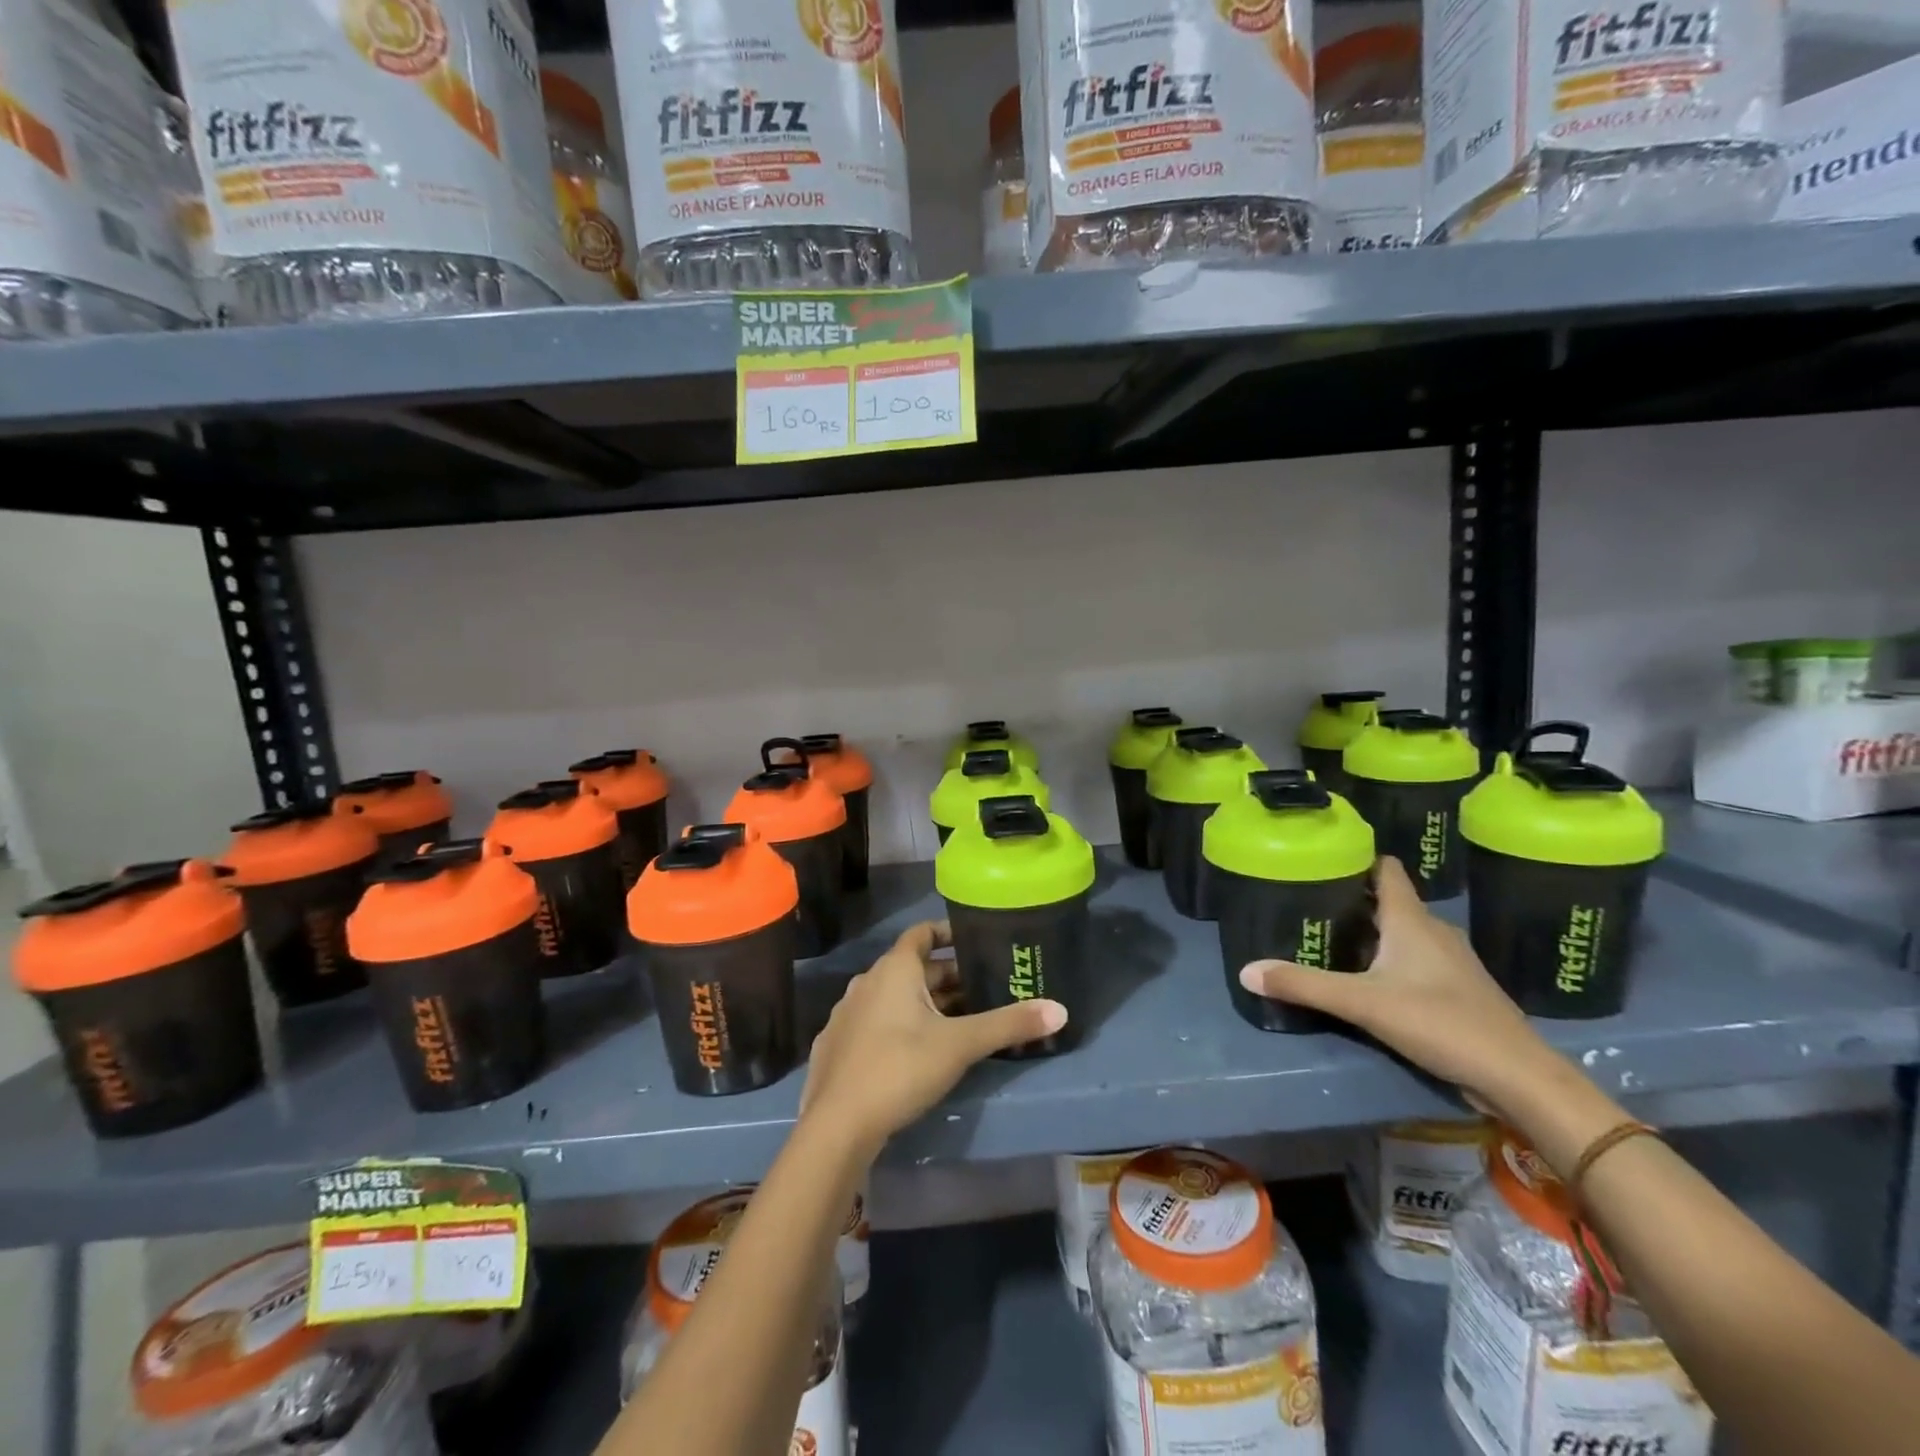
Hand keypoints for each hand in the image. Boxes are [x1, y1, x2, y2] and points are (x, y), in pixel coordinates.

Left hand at [800, 920, 1066, 1157]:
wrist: (837, 1125)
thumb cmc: (900, 1068)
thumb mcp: (961, 1045)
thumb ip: (1009, 1025)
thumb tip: (1060, 1010)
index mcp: (894, 970)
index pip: (922, 933)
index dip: (948, 933)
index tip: (975, 941)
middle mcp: (866, 982)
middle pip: (912, 969)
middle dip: (946, 978)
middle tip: (982, 990)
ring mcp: (846, 1015)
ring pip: (892, 998)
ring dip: (923, 1003)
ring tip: (957, 1022)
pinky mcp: (836, 1046)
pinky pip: (874, 1023)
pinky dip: (898, 1026)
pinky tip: (915, 1052)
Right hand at [1238, 857, 1556, 1115]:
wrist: (1519, 1077)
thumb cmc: (1441, 1022)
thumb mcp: (1362, 1003)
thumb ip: (1304, 985)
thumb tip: (1245, 971)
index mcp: (1411, 920)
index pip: (1385, 869)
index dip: (1356, 858)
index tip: (1321, 859)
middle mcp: (1433, 930)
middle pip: (1389, 900)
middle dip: (1352, 899)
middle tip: (1310, 902)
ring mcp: (1450, 961)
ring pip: (1403, 932)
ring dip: (1372, 932)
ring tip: (1331, 938)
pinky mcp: (1458, 989)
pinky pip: (1416, 959)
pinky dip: (1390, 959)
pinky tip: (1369, 978)